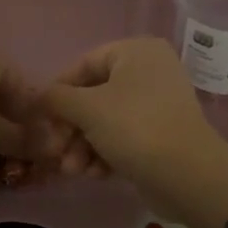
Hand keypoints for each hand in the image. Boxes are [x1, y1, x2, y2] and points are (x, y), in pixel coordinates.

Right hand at [41, 38, 222, 187]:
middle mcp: (150, 72)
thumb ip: (57, 98)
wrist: (187, 174)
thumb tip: (41, 96)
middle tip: (55, 152)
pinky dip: (105, 154)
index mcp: (136, 52)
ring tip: (73, 171)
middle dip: (71, 129)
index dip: (59, 92)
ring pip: (106, 121)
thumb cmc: (134, 128)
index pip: (84, 64)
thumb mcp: (87, 108)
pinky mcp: (161, 135)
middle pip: (94, 96)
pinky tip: (95, 174)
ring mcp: (157, 105)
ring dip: (83, 146)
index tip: (43, 119)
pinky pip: (123, 137)